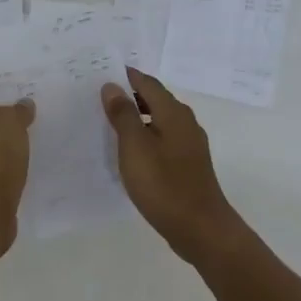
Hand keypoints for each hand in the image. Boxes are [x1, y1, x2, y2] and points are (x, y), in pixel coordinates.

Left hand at [0, 68, 34, 256]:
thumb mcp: (8, 124)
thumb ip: (17, 109)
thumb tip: (23, 105)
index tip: (17, 60)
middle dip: (9, 93)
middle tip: (37, 82)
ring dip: (15, 119)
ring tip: (43, 108)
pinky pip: (5, 150)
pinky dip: (18, 143)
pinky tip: (38, 141)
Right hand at [101, 70, 246, 263]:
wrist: (200, 228)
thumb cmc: (164, 184)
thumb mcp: (135, 147)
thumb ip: (123, 115)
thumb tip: (112, 86)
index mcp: (173, 113)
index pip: (148, 83)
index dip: (126, 76)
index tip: (102, 72)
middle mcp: (185, 122)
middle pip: (156, 99)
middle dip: (130, 95)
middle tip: (100, 97)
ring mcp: (190, 144)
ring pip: (160, 120)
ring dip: (137, 117)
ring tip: (110, 122)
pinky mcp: (188, 164)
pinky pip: (163, 139)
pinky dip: (146, 136)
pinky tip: (131, 151)